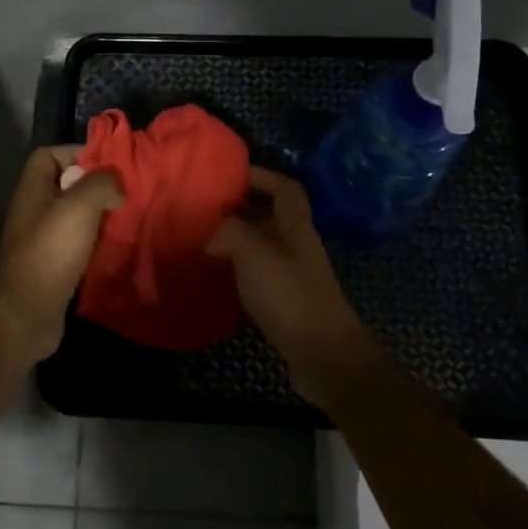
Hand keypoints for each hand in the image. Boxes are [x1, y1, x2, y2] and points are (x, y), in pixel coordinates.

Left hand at [0, 145, 123, 361]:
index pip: (50, 155)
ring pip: (76, 217)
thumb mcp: (78, 208)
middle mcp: (35, 211)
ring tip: (129, 218)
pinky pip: (80, 245)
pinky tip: (119, 247)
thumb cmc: (49, 254)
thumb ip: (100, 184)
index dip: (78, 152)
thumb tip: (116, 185)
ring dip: (101, 217)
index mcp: (33, 190)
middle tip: (128, 193)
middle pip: (67, 186)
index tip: (110, 165)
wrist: (25, 316)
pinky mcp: (55, 267)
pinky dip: (98, 244)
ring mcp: (43, 241)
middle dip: (97, 186)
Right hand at [207, 167, 376, 409]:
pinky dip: (238, 268)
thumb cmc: (291, 296)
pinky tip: (217, 276)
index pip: (285, 188)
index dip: (262, 175)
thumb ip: (230, 232)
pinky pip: (259, 273)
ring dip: (237, 238)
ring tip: (203, 238)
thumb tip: (211, 234)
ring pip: (264, 245)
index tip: (231, 173)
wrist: (324, 355)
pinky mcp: (286, 301)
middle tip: (207, 207)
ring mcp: (294, 274)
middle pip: (272, 215)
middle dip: (242, 206)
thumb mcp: (255, 254)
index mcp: (296, 226)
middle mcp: (297, 245)